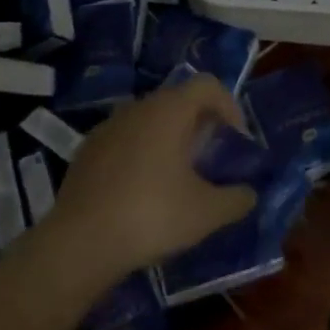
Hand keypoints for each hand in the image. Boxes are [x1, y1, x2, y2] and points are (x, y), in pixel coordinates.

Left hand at [49, 76, 255, 281]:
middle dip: (200, 126)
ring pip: (150, 121)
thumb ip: (237, 199)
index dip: (230, 107)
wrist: (79, 243)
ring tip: (178, 179)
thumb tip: (249, 194)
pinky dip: (142, 155)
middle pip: (179, 101)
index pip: (208, 85)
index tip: (235, 141)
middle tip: (210, 161)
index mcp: (169, 110)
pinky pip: (125, 141)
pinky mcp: (86, 151)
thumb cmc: (151, 215)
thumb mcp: (207, 213)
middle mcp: (137, 108)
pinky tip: (142, 193)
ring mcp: (107, 127)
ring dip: (170, 141)